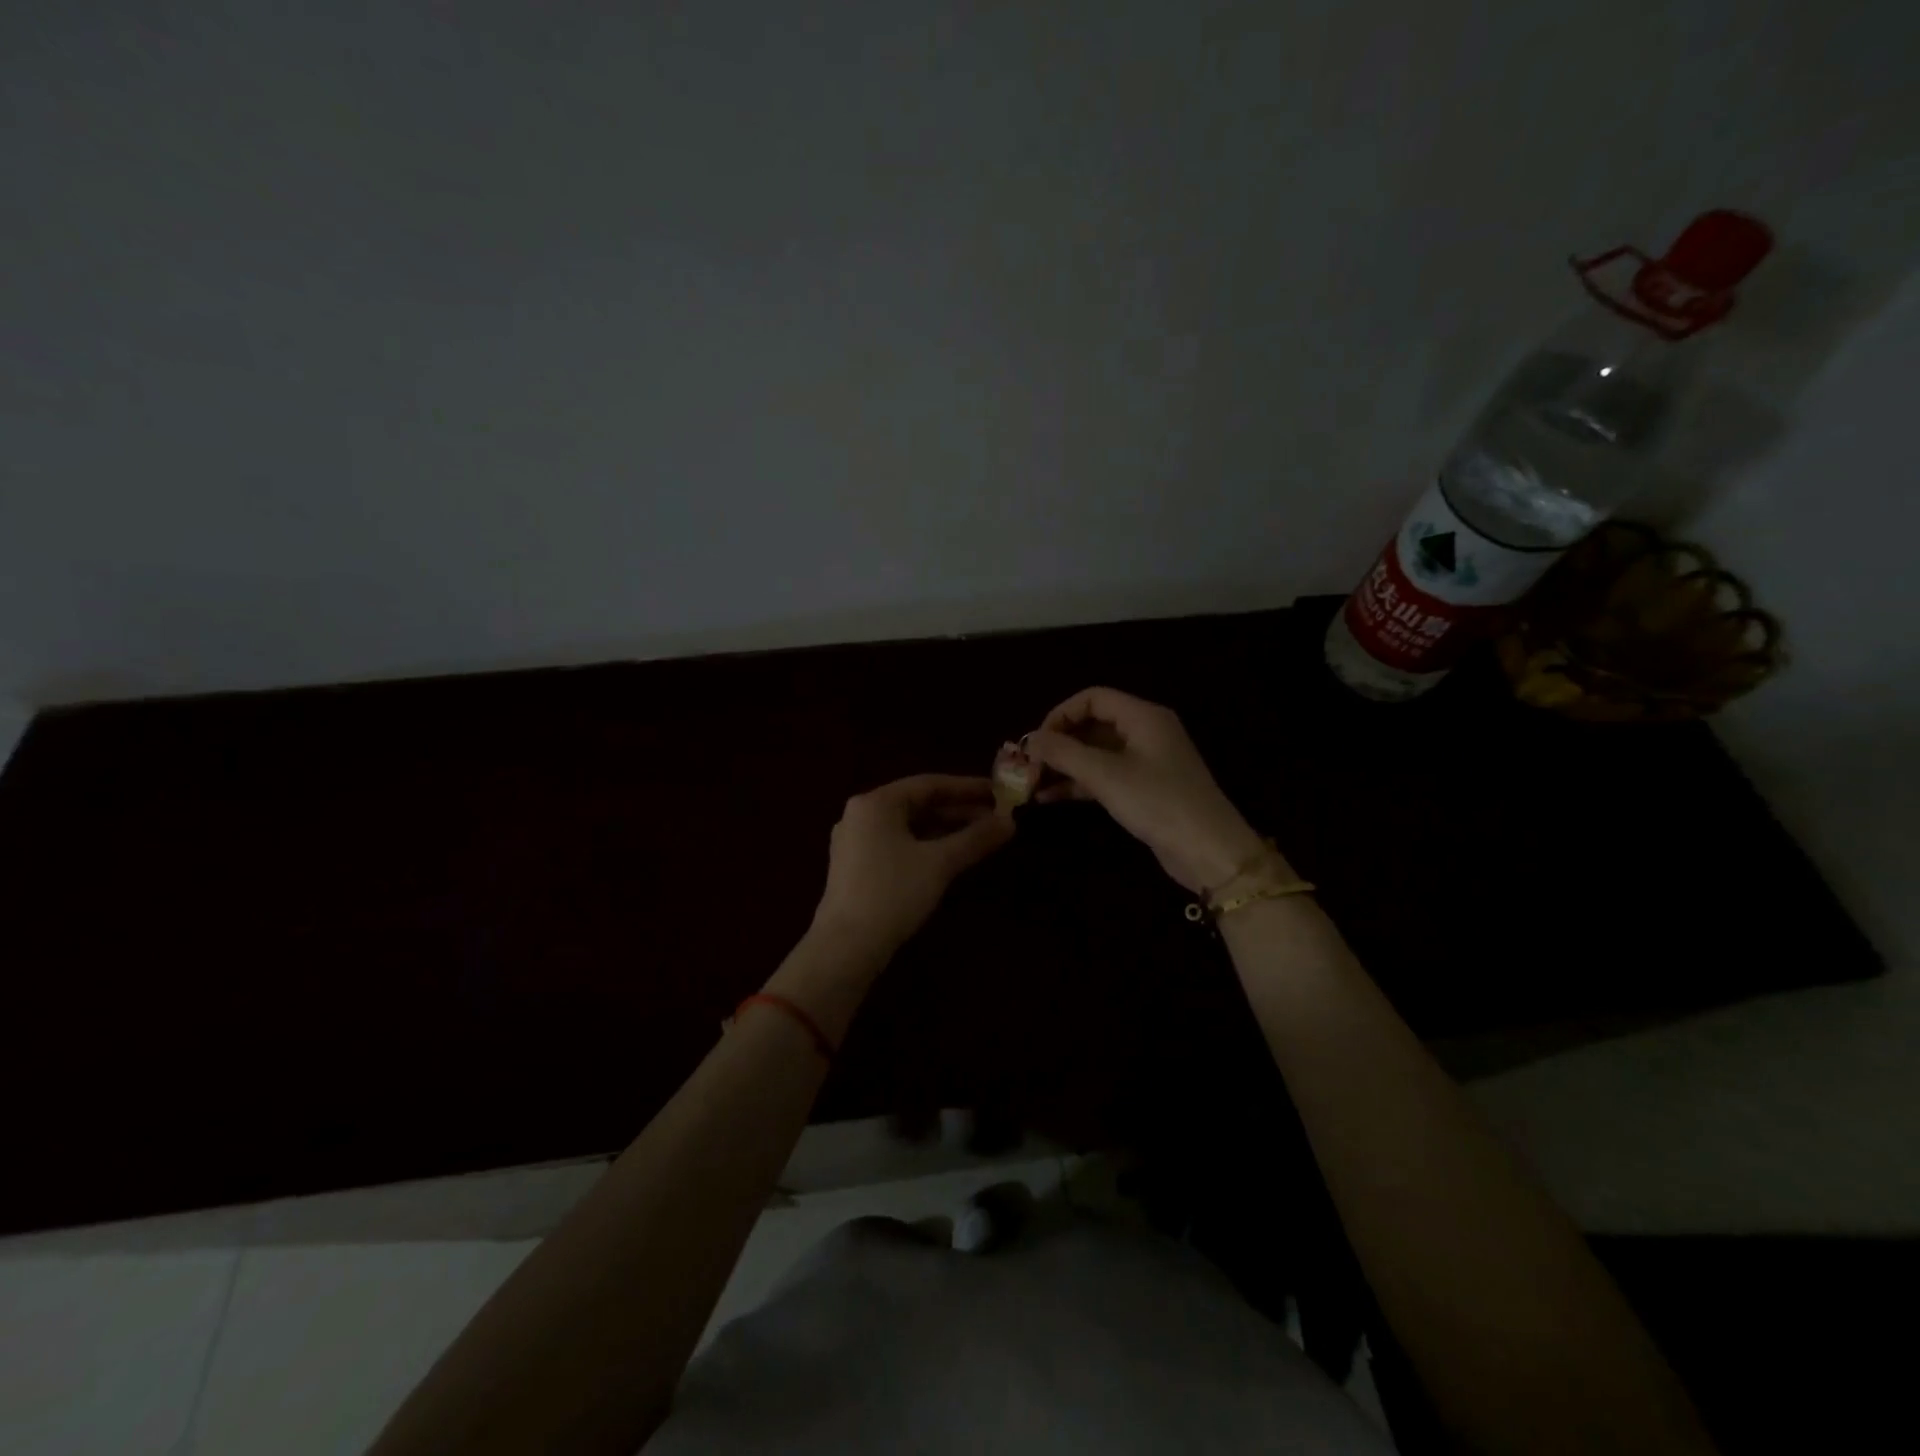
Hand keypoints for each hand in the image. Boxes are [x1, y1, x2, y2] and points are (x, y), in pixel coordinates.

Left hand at [810, 774, 1014, 960]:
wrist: (846, 947)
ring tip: (980, 837)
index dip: (967, 788)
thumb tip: (1011, 823)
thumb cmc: (892, 893)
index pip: (929, 784)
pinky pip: (898, 844)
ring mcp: (855, 842)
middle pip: (918, 804)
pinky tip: (950, 857)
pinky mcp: (856, 867)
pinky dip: (926, 846)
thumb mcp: (939, 863)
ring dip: (944, 830)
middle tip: (996, 818)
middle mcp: (861, 814)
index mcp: (876, 803)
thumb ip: (975, 839)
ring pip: (909, 826)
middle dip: (958, 811)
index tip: (998, 792)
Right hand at [1026, 687, 1269, 892]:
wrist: (1208, 851)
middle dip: (1059, 742)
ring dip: (1065, 765)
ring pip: (1096, 753)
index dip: (1060, 714)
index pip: (1093, 698)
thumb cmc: (1157, 802)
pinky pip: (1105, 775)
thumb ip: (1064, 753)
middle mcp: (1146, 731)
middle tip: (1028, 765)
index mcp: (1143, 716)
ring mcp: (1146, 761)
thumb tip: (1030, 740)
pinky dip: (1079, 783)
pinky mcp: (1145, 788)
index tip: (1036, 741)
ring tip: (1031, 784)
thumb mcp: (1105, 775)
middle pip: (1093, 724)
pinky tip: (1050, 797)